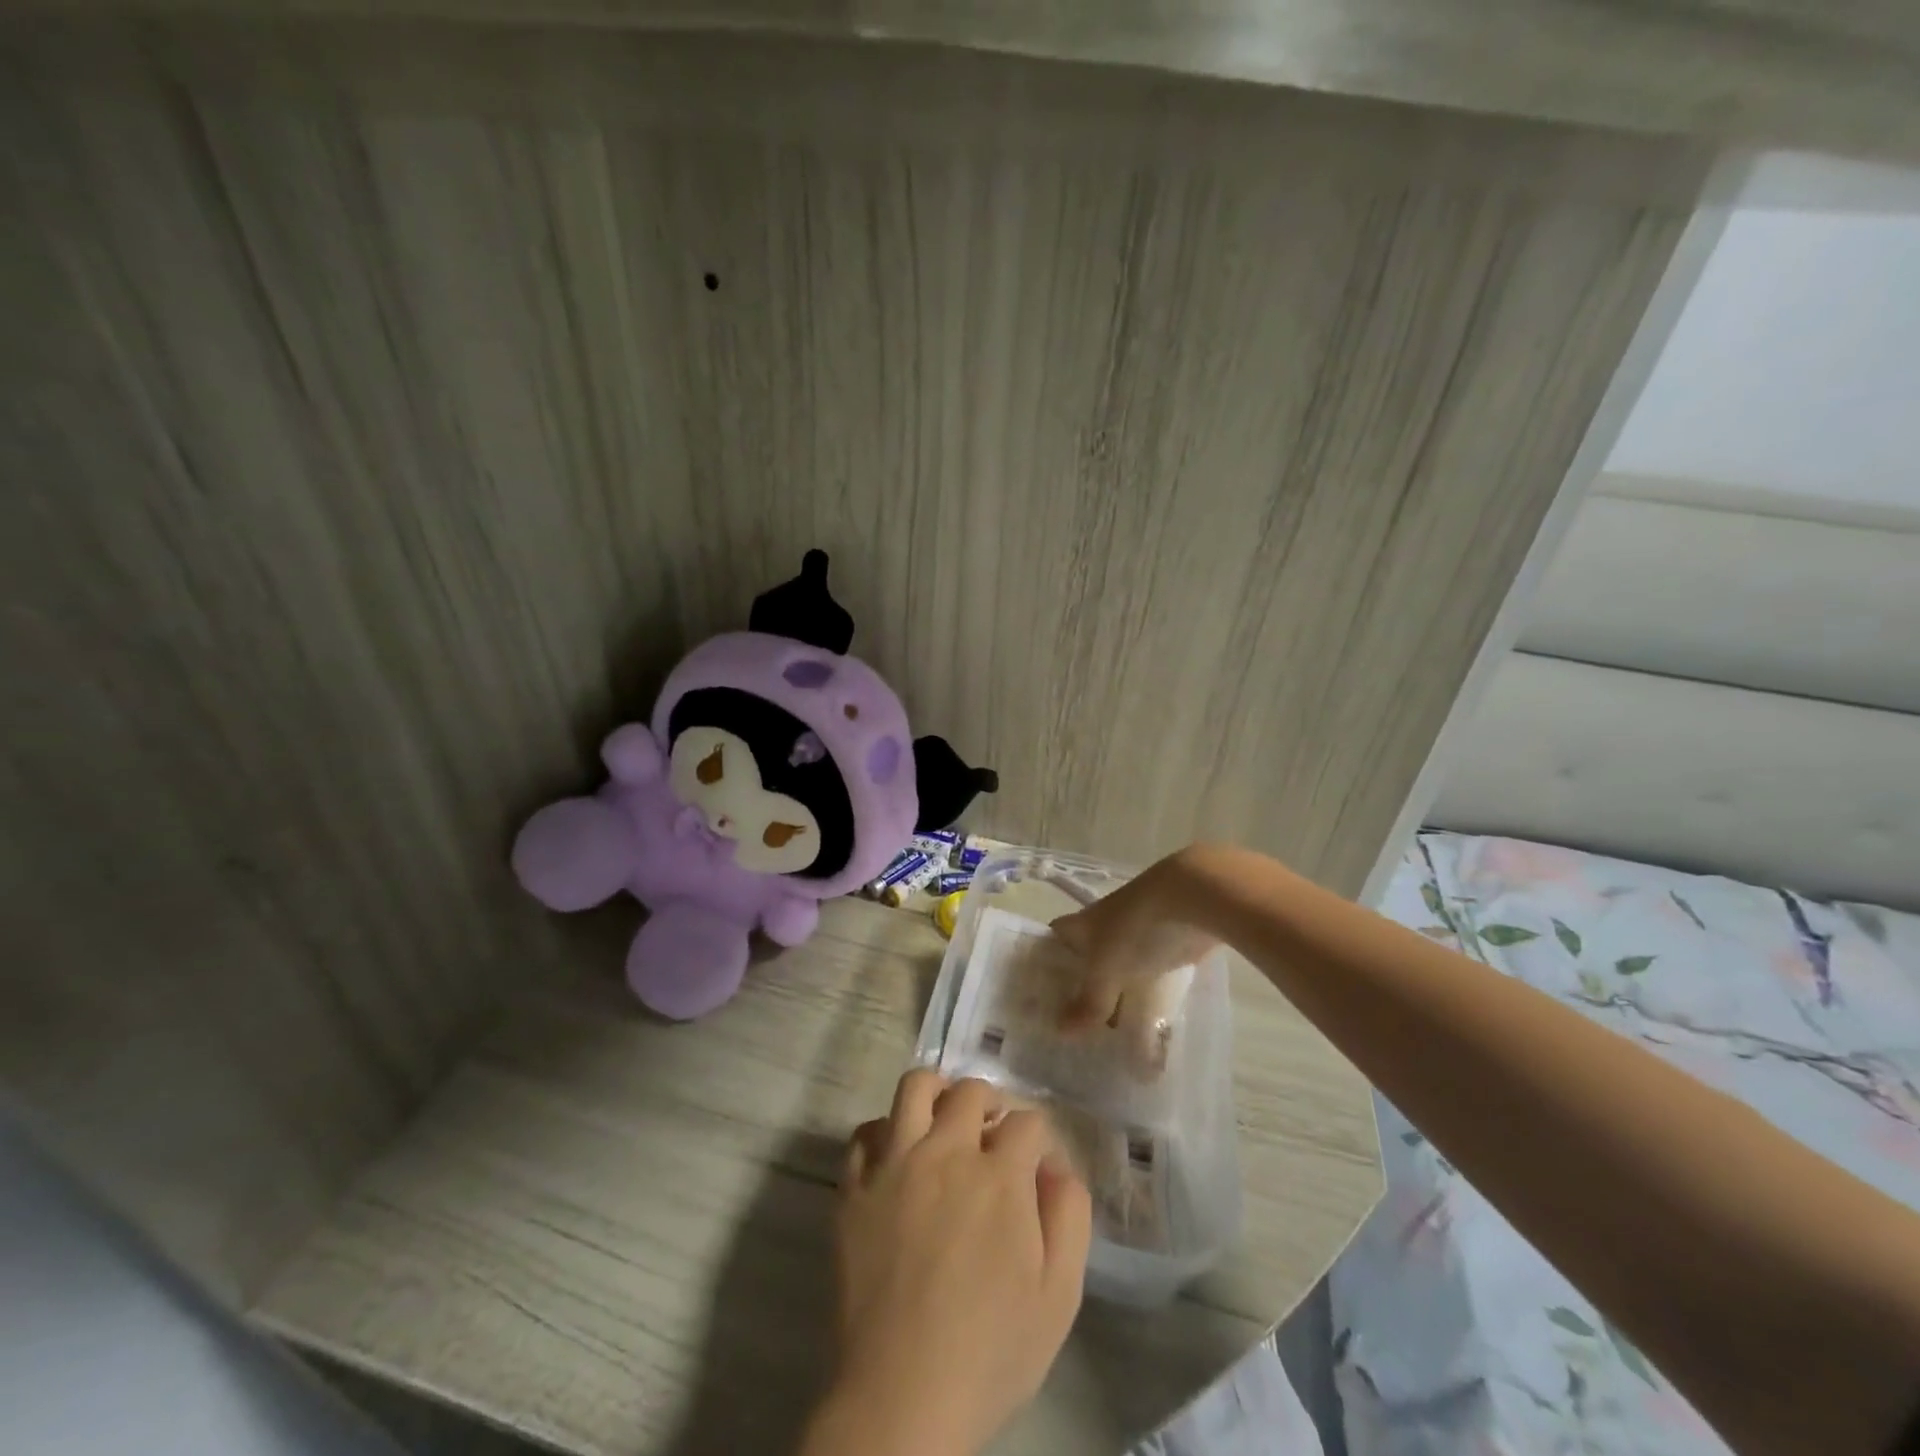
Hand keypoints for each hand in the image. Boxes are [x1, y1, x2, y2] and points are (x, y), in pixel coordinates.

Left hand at [812, 1071, 1091, 1455]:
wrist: (902, 1397)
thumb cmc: (990, 1353)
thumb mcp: (1059, 1296)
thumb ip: (1069, 1218)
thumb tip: (1057, 1168)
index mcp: (999, 1176)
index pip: (1028, 1121)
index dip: (1038, 1138)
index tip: (1036, 1165)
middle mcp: (946, 1153)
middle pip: (970, 1091)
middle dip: (991, 1104)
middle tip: (992, 1135)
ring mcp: (895, 1165)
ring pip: (914, 1087)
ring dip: (936, 1093)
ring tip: (944, 1120)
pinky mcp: (854, 1187)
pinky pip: (866, 1132)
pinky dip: (886, 1133)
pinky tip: (898, 1157)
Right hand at [1049, 851, 1219, 1034]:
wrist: (1192, 898)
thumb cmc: (1135, 929)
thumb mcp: (1107, 969)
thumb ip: (1089, 1001)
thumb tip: (1061, 1030)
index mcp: (1083, 924)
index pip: (1056, 938)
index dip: (1047, 961)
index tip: (1042, 992)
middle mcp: (1106, 926)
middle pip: (1088, 958)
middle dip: (1083, 986)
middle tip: (1076, 1026)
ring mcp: (1139, 933)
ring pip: (1120, 967)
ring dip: (1117, 993)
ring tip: (1111, 1032)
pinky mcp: (1168, 943)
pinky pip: (1150, 973)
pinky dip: (1147, 993)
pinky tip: (1148, 1020)